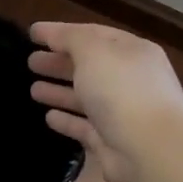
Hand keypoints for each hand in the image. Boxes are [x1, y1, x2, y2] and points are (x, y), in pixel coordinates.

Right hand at [28, 22, 182, 181]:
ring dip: (59, 91)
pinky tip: (48, 117)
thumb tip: (52, 35)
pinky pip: (84, 126)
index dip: (61, 32)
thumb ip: (70, 38)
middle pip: (89, 67)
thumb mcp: (93, 51)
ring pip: (85, 97)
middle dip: (59, 62)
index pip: (92, 34)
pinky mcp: (112, 141)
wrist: (152, 149)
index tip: (32, 33)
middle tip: (30, 62)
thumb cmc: (122, 90)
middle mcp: (129, 80)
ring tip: (32, 90)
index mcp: (131, 52)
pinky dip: (67, 120)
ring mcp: (122, 112)